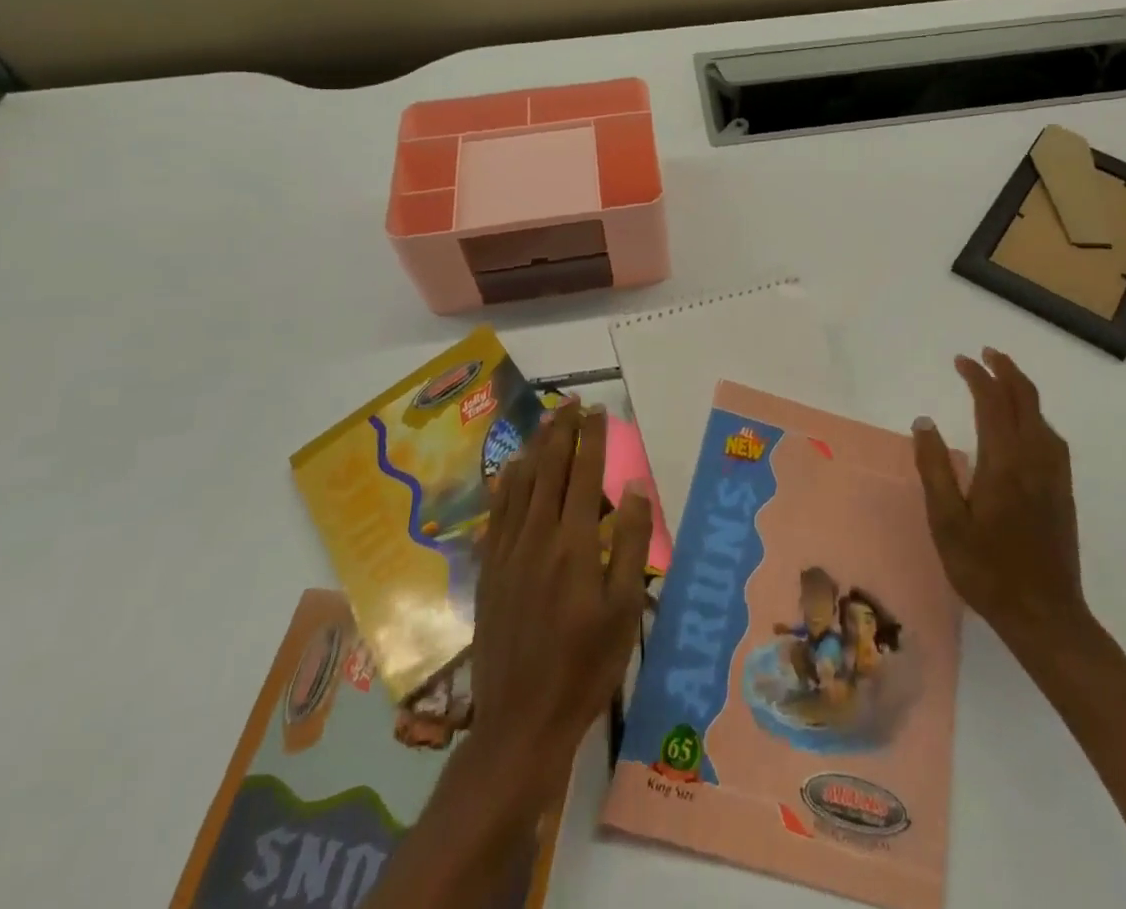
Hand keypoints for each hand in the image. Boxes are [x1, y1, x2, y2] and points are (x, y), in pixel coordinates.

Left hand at [468, 400, 652, 805]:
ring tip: (545, 423)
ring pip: (520, 485)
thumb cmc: (586, 666)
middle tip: (571, 403)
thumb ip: (632, 543)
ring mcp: (508, 553)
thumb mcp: (625, 609)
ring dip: (534, 449)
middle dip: (561, 431)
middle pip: (549, 470)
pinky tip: (509, 472)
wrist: (521, 722)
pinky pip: (497, 514)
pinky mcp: (490, 572)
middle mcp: (537, 537)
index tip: (599, 411)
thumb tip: (635, 488)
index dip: (592, 438)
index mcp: (575, 544)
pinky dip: (505, 485)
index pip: (585, 475)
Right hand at [912, 348, 1092, 663]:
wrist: (1045, 615)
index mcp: (1004, 462)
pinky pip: (1051, 436)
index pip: (992, 402)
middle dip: (1006, 370)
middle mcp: (1034, 458)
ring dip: (1022, 389)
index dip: (977, 376)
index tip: (961, 360)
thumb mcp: (947, 522)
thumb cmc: (987, 570)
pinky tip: (1026, 424)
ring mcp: (1053, 475)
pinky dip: (1035, 414)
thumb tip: (924, 422)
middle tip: (985, 354)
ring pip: (1042, 415)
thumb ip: (935, 468)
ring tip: (1002, 378)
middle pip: (1025, 399)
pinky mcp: (1062, 490)